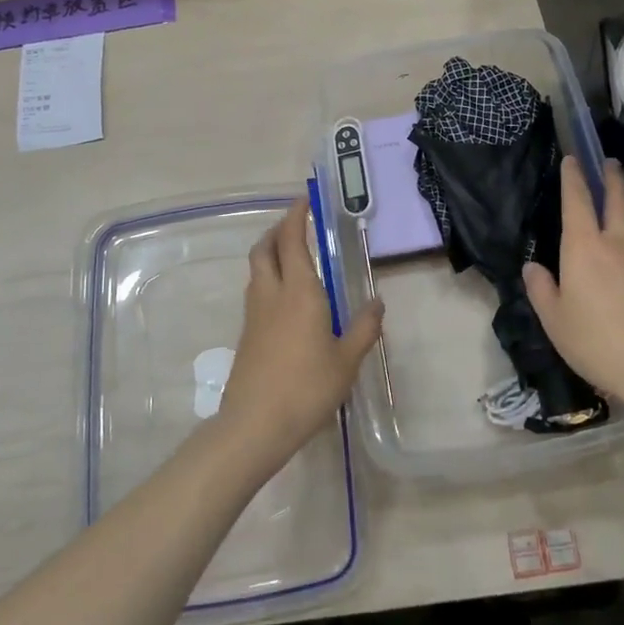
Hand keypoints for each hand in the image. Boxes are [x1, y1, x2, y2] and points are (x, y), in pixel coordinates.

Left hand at [216, 197, 383, 471]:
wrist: (255, 424)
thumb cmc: (307, 388)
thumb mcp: (347, 360)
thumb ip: (364, 327)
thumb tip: (377, 302)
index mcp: (299, 292)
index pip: (292, 240)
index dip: (295, 216)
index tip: (303, 200)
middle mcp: (272, 294)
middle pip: (264, 248)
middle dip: (277, 230)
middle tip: (295, 224)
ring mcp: (254, 314)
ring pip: (257, 270)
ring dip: (270, 253)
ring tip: (293, 257)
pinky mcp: (246, 334)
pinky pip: (257, 292)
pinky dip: (269, 279)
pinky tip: (287, 298)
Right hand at [524, 158, 623, 418]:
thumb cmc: (595, 341)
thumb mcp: (554, 320)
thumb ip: (541, 289)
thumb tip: (533, 266)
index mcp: (584, 247)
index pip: (578, 201)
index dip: (574, 177)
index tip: (573, 159)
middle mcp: (616, 243)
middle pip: (618, 199)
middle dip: (612, 177)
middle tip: (609, 162)